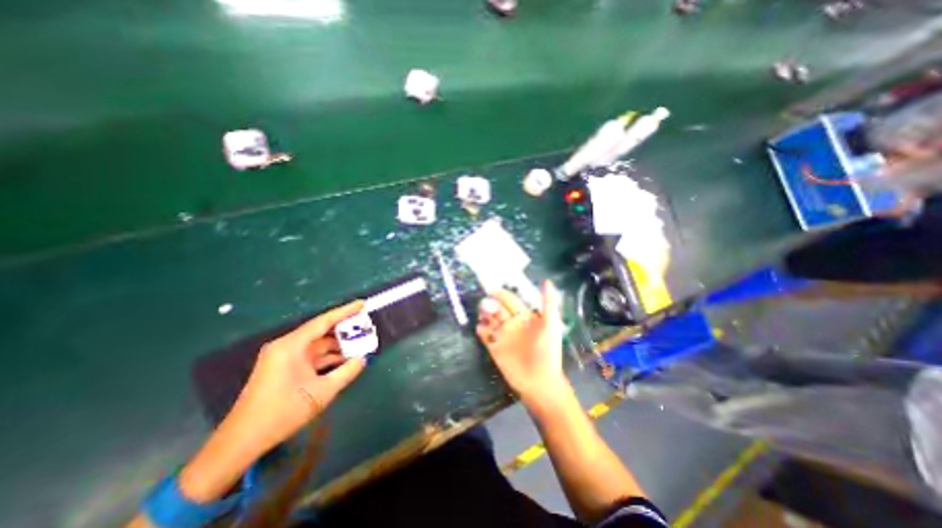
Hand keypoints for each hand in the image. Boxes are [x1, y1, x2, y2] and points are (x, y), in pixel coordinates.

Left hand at [176, 300, 367, 502]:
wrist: (242, 442)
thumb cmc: (283, 412)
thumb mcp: (322, 391)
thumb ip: (347, 372)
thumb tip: (363, 359)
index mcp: (291, 346)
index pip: (323, 321)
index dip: (345, 311)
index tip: (362, 304)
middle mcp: (286, 346)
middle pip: (321, 332)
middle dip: (344, 331)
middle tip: (365, 327)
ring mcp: (284, 358)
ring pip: (317, 345)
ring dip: (337, 347)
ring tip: (360, 345)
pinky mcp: (284, 369)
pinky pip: (311, 357)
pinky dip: (327, 358)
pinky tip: (344, 361)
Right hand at [479, 283, 565, 400]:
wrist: (539, 382)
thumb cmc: (547, 352)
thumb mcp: (551, 325)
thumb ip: (549, 303)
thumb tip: (547, 281)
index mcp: (524, 317)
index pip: (510, 300)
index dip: (502, 294)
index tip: (493, 290)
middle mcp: (511, 323)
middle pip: (497, 308)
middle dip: (490, 304)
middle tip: (486, 304)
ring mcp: (502, 335)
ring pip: (489, 320)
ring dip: (484, 315)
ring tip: (484, 314)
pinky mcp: (494, 348)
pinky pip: (484, 335)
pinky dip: (481, 330)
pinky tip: (481, 328)